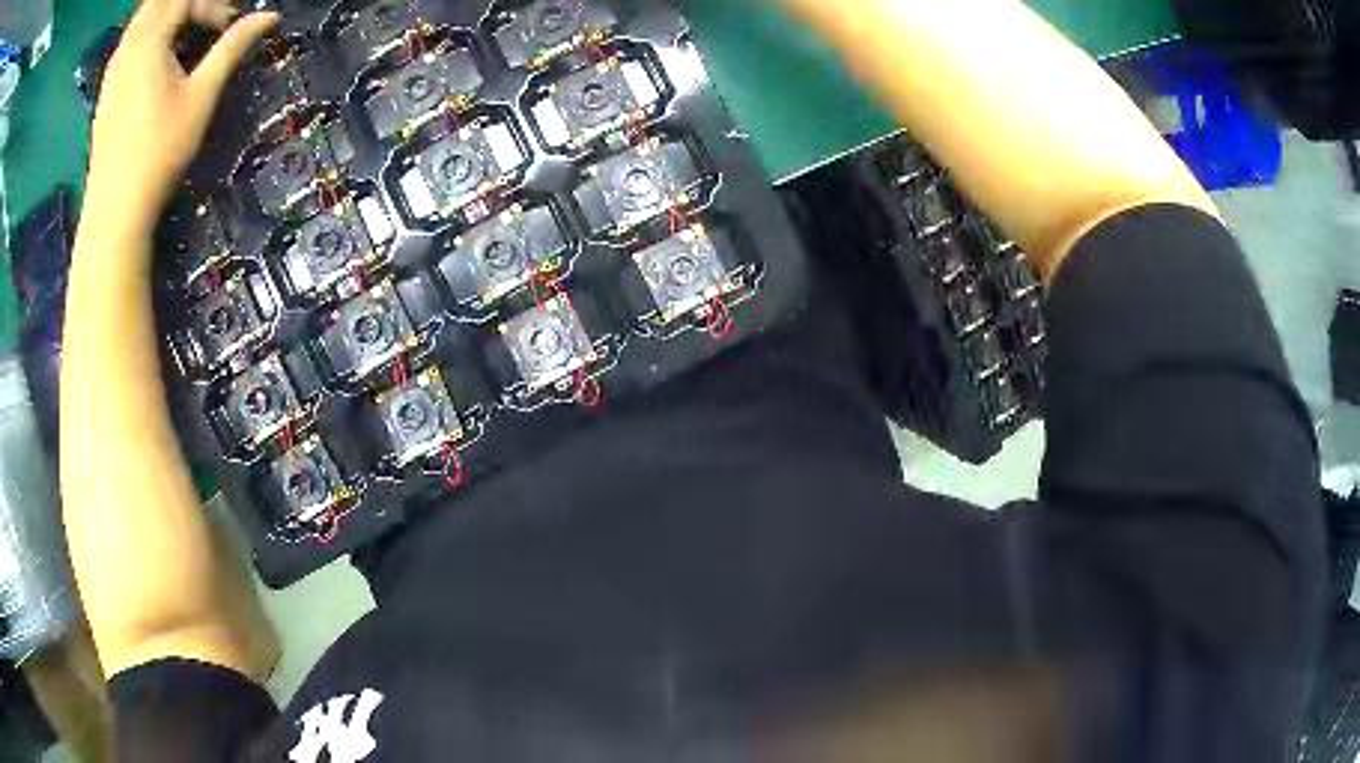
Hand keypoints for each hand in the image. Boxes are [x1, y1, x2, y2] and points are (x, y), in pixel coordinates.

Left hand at [83, 0, 277, 239]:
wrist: (115, 210)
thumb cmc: (159, 152)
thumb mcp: (201, 96)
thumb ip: (232, 47)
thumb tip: (270, 16)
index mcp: (150, 41)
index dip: (210, 5)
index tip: (225, 27)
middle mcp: (128, 47)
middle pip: (158, 1)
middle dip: (185, 4)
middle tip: (204, 22)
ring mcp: (113, 70)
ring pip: (141, 18)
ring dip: (165, 17)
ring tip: (183, 37)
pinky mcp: (106, 90)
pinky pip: (128, 42)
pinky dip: (147, 35)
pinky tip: (157, 59)